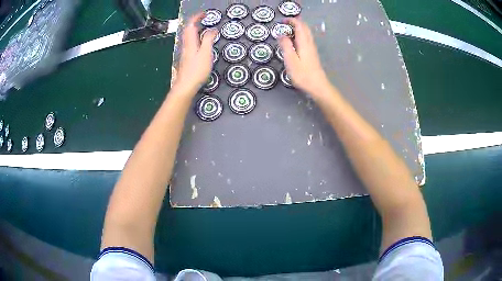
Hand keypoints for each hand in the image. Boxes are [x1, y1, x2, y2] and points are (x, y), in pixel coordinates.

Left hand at [173, 12, 216, 94]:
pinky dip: (195, 38)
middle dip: (195, 22)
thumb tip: (212, 29)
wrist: (185, 86)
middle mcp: (186, 45)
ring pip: (188, 37)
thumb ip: (209, 40)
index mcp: (190, 42)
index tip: (204, 14)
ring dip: (195, 30)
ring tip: (203, 28)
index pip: (191, 25)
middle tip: (204, 19)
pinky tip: (200, 42)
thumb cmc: (197, 70)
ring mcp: (185, 52)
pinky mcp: (186, 58)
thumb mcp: (206, 53)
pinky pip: (190, 43)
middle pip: (188, 30)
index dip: (196, 17)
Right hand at [279, 18, 330, 96]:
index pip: (299, 25)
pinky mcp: (312, 54)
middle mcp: (309, 43)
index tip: (282, 21)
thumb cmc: (302, 74)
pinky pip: (306, 39)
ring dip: (298, 29)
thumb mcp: (290, 59)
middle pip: (304, 28)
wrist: (317, 86)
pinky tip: (294, 41)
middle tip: (284, 24)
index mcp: (304, 42)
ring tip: (288, 31)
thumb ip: (285, 45)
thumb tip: (281, 33)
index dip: (291, 21)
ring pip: (306, 33)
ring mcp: (312, 49)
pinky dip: (300, 35)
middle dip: (295, 23)